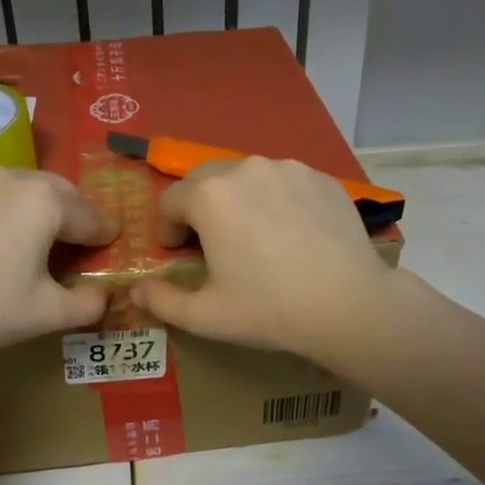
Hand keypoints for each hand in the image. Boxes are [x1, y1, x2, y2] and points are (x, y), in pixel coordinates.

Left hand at [0, 159, 118, 356]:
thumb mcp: (50, 313)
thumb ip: (89, 304)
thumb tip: (105, 295)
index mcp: (48, 204)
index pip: (89, 218)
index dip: (104, 233)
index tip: (112, 241)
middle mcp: (14, 179)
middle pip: (58, 191)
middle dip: (74, 211)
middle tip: (78, 236)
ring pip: (18, 179)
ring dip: (34, 198)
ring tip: (33, 222)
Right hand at [132, 157, 394, 354]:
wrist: (349, 304)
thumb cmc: (268, 309)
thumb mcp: (205, 315)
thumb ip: (162, 301)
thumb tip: (136, 291)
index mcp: (209, 196)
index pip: (170, 202)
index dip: (167, 230)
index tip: (177, 253)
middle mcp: (245, 169)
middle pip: (204, 180)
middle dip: (198, 207)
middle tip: (209, 242)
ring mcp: (289, 169)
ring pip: (246, 177)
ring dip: (237, 201)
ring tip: (252, 236)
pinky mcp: (322, 178)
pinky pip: (284, 183)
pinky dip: (275, 201)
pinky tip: (290, 234)